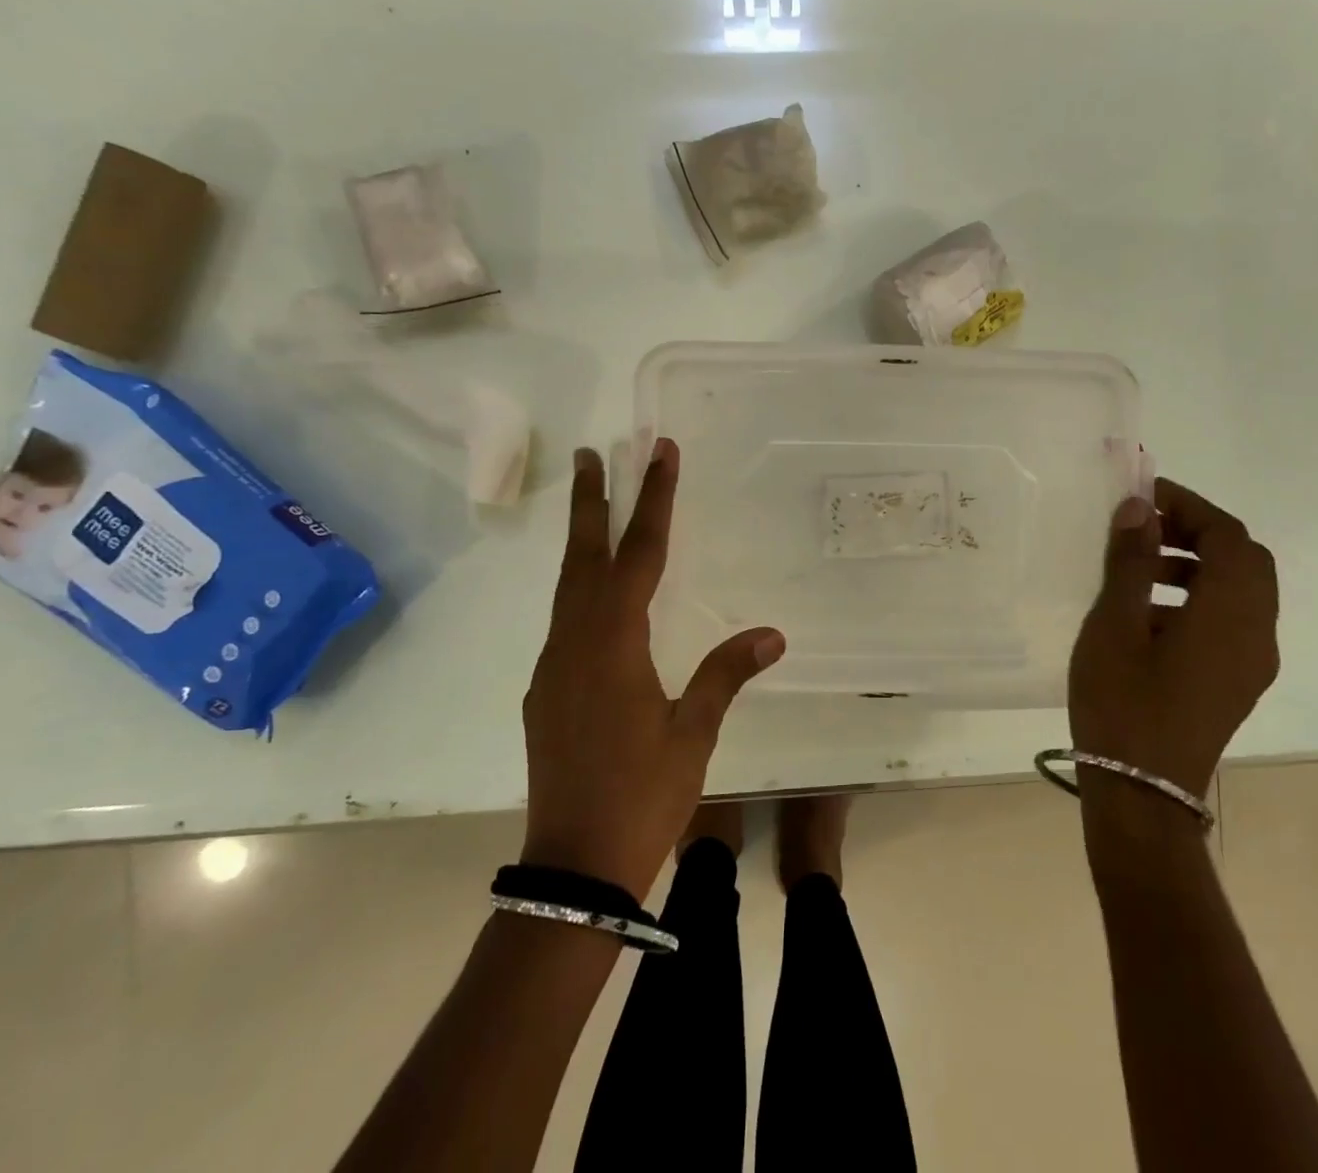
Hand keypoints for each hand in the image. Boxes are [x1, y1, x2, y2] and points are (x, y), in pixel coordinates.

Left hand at [520, 441, 784, 899]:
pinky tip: (594, 596)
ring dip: (580, 541)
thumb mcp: (693, 733)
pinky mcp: (544, 691)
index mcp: (613, 644)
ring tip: (590, 505)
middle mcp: (574, 643)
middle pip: (583, 556)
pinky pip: (564, 621)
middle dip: (589, 501)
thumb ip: (725, 674)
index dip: (652, 500)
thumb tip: (773, 634)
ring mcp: (552, 667)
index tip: (657, 454)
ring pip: (567, 587)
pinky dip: (579, 589)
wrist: (573, 865)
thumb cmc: (642, 795)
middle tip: (590, 453)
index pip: (639, 554)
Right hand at [1069, 478, 1278, 822]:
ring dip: (1197, 562)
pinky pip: (1230, 618)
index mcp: (1230, 615)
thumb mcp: (1114, 625)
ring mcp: (1250, 661)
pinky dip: (1199, 594)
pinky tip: (1149, 611)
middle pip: (1243, 560)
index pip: (1228, 536)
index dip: (1189, 506)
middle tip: (1143, 525)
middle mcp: (1256, 633)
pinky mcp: (1236, 680)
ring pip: (1239, 589)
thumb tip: (1140, 508)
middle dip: (1196, 531)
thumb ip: (1131, 562)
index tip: (1144, 494)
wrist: (1141, 792)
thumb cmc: (1122, 703)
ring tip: (1138, 566)